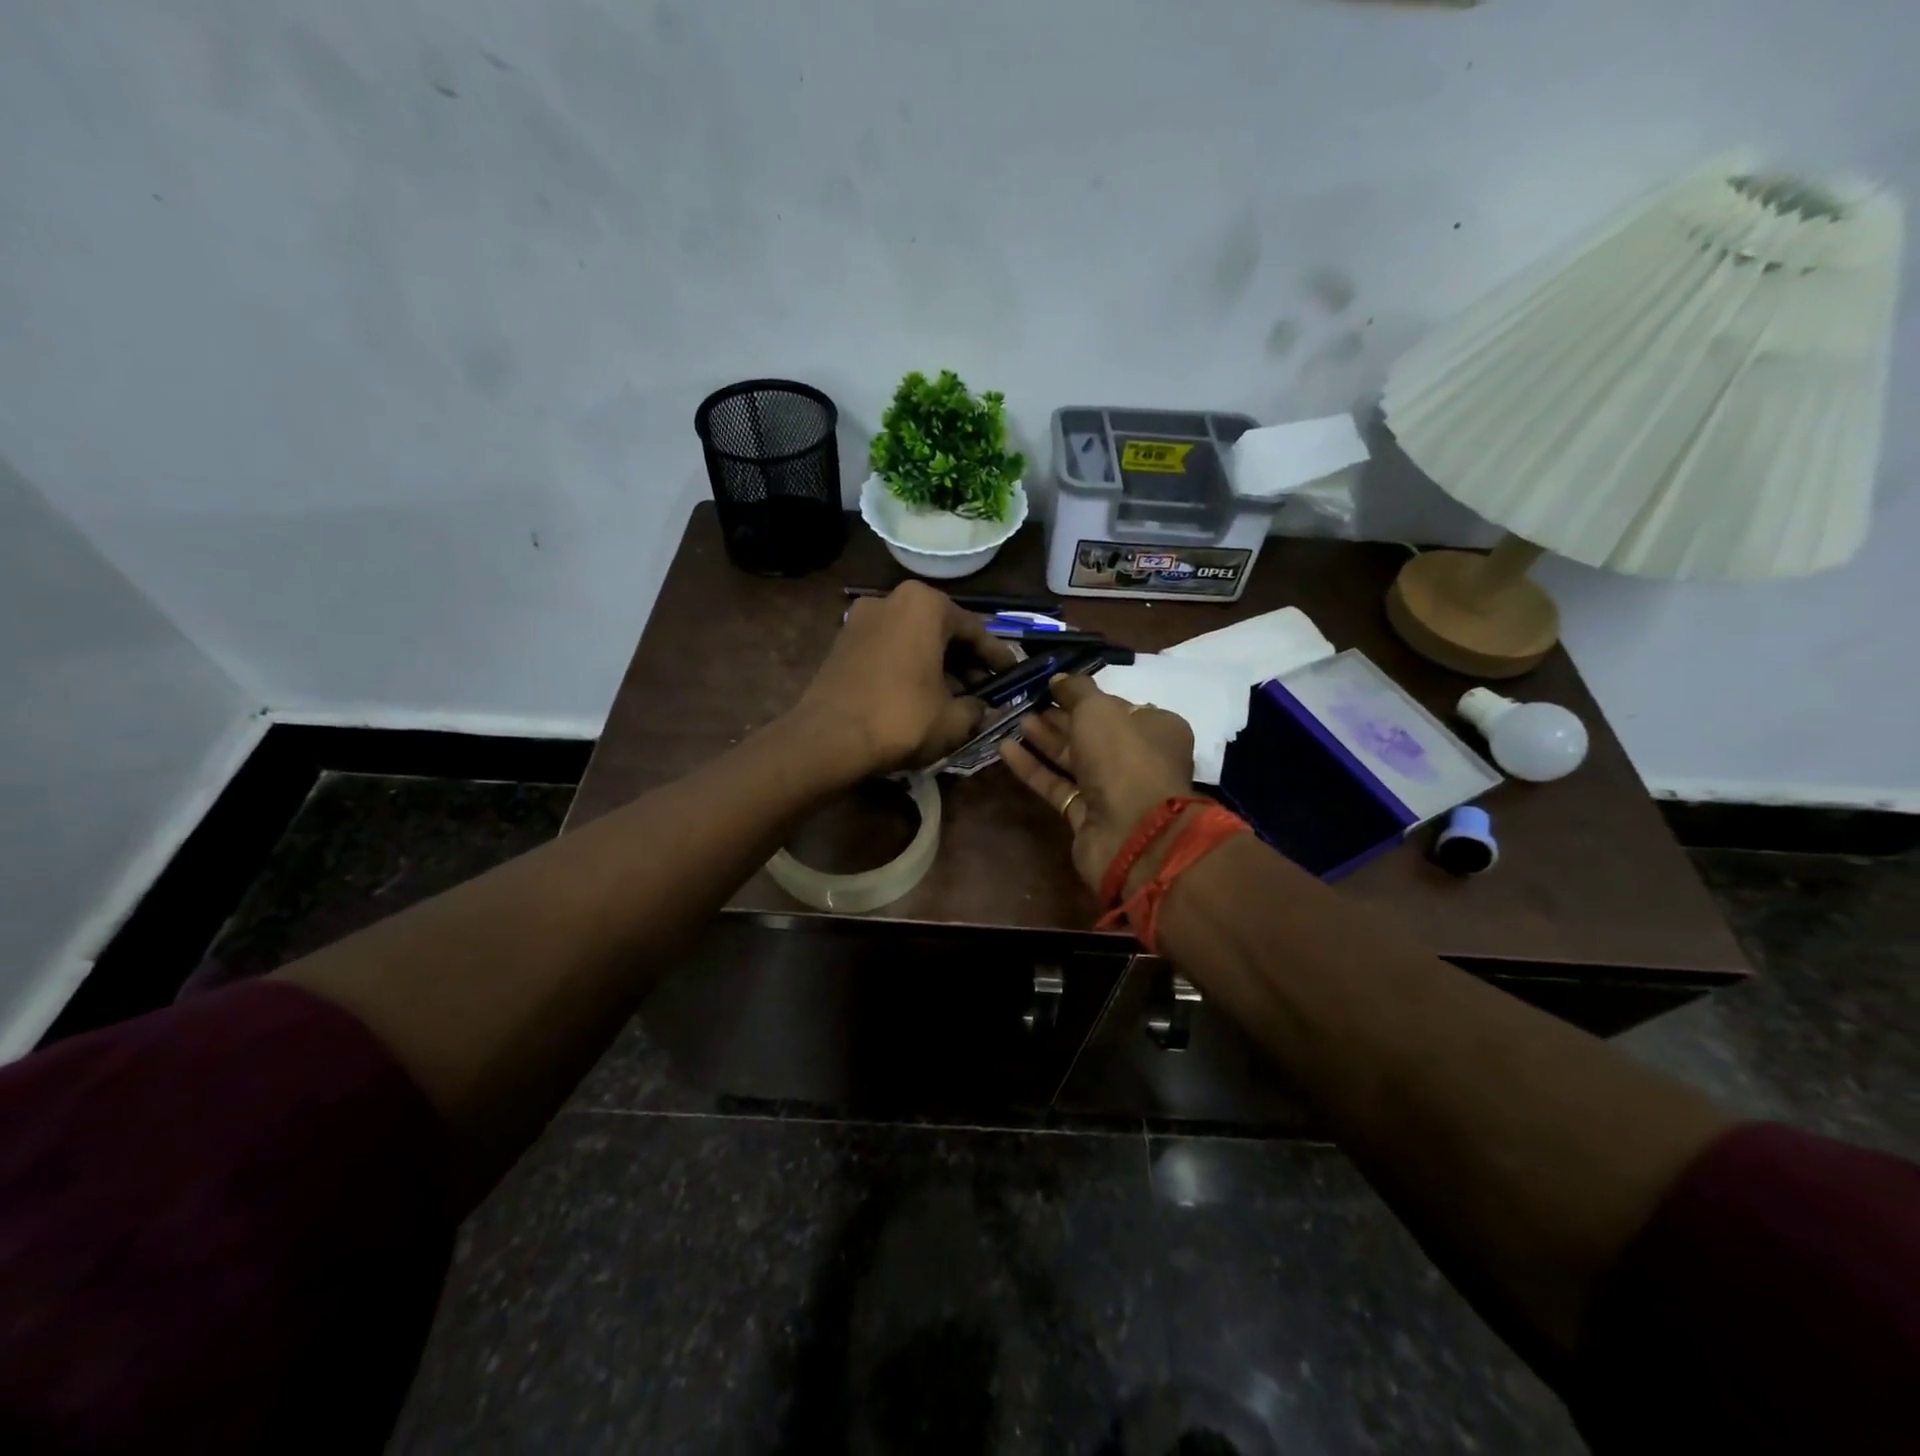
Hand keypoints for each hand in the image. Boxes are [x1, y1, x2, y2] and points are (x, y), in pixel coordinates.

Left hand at [793, 581, 1018, 777]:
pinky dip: (908, 667)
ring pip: (913, 640)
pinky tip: (920, 695)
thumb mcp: (953, 719)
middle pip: (941, 631)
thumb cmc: (900, 719)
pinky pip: (889, 650)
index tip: (1013, 675)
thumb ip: (976, 708)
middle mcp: (892, 599)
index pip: (975, 630)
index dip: (997, 657)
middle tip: (984, 688)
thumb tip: (980, 708)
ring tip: (954, 697)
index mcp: (925, 605)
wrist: (827, 739)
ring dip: (936, 665)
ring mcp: (861, 618)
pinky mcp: (842, 642)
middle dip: (965, 661)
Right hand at [998, 674, 1195, 892]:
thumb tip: (1059, 678)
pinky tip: (1005, 749)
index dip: (1085, 696)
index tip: (1054, 686)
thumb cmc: (1124, 757)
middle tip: (1027, 701)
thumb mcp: (1099, 708)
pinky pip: (1058, 785)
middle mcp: (1138, 759)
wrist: (1131, 832)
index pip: (1117, 706)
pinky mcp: (1087, 815)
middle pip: (1093, 733)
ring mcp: (1113, 790)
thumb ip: (1077, 690)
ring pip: (1074, 760)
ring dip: (1045, 740)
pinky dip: (1034, 768)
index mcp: (1156, 728)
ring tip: (1015, 720)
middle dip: (1060, 717)